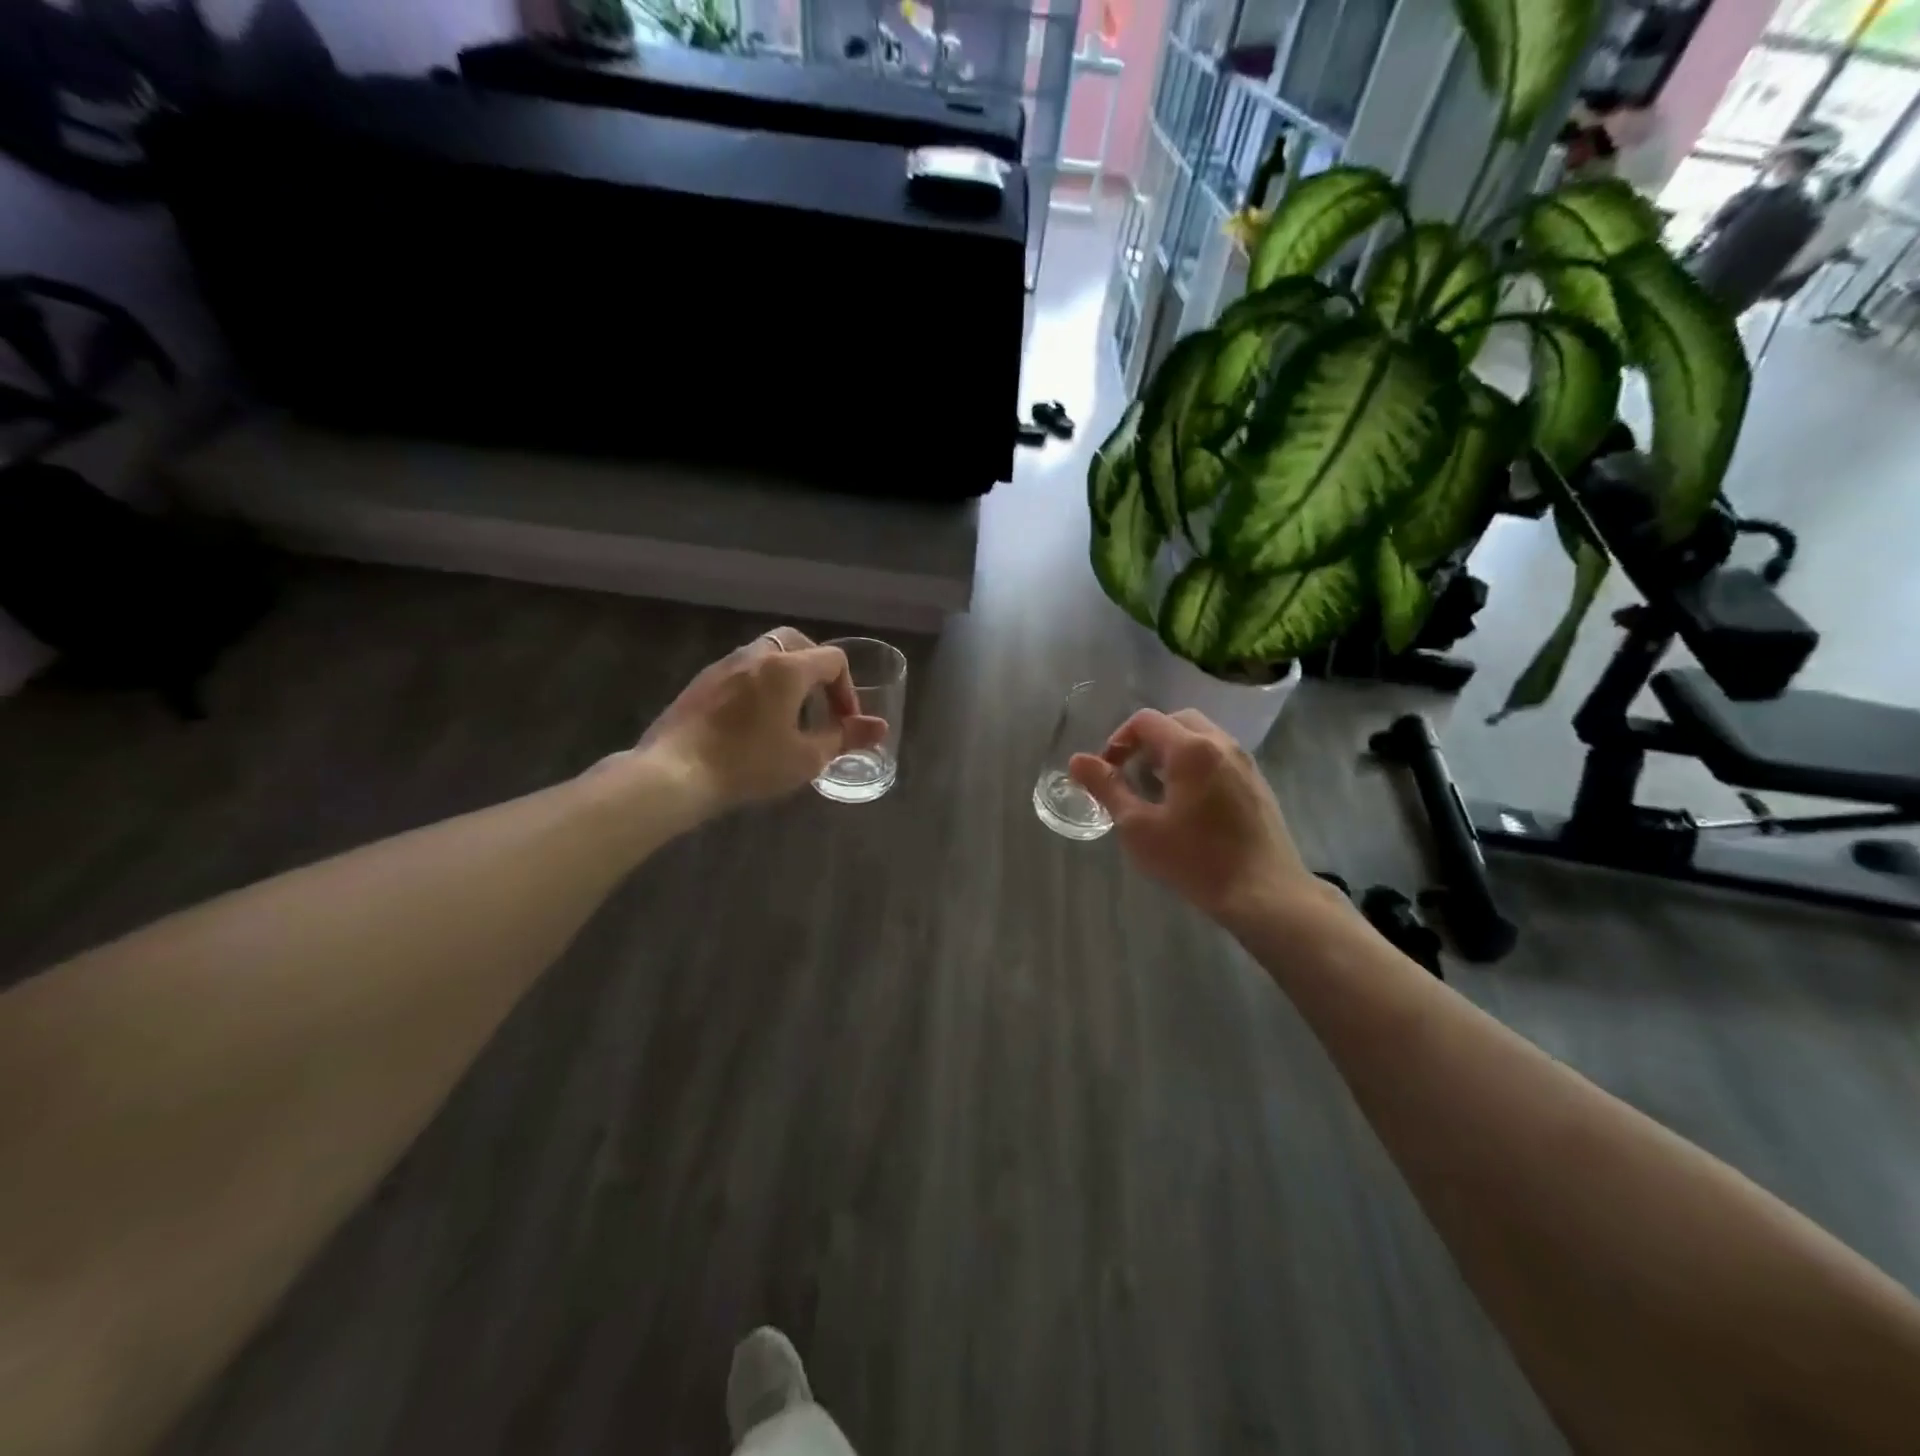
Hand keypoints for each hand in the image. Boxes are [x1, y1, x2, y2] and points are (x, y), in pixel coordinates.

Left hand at [637, 627, 888, 810]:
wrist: (674, 772)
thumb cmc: (748, 764)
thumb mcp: (806, 757)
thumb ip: (845, 737)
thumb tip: (880, 727)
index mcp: (788, 668)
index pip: (833, 660)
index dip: (848, 690)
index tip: (845, 722)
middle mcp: (756, 655)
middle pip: (798, 643)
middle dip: (818, 670)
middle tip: (821, 705)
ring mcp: (724, 665)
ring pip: (767, 653)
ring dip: (787, 675)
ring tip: (789, 713)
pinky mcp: (701, 681)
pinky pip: (742, 670)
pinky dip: (759, 683)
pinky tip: (754, 720)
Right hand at [1068, 708, 1317, 925]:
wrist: (1264, 893)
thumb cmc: (1195, 859)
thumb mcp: (1138, 826)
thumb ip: (1107, 787)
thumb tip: (1077, 760)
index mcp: (1190, 748)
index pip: (1146, 721)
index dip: (1119, 740)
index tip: (1108, 771)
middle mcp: (1221, 744)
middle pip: (1176, 721)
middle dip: (1147, 740)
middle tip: (1131, 773)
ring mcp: (1245, 763)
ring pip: (1202, 737)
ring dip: (1173, 751)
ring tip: (1158, 789)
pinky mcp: (1257, 784)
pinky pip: (1220, 757)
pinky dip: (1197, 764)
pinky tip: (1189, 804)